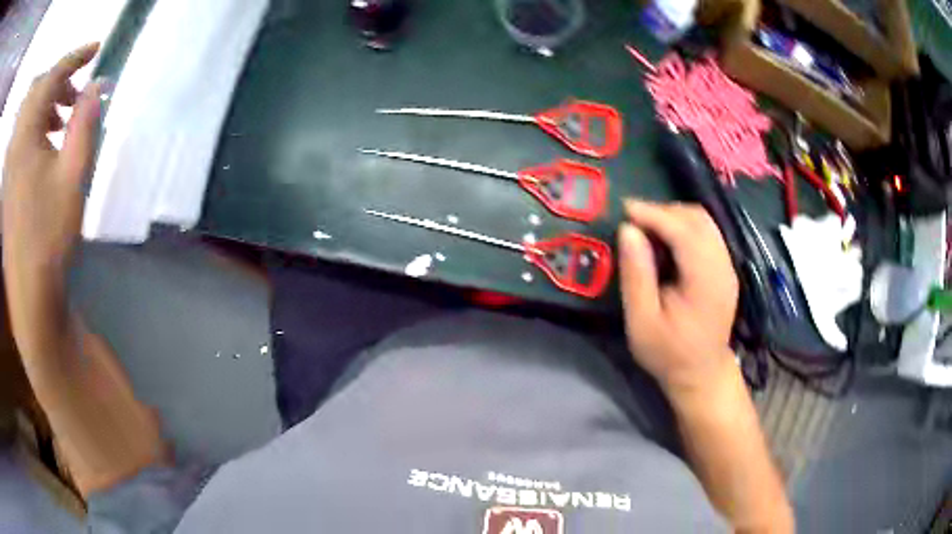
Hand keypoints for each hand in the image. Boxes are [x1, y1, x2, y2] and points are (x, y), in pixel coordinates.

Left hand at [3, 43, 101, 276]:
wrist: (29, 294)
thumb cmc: (49, 236)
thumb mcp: (73, 176)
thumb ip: (85, 123)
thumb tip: (98, 84)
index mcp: (27, 134)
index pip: (53, 75)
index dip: (76, 56)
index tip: (96, 48)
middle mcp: (16, 142)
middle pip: (37, 90)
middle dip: (58, 81)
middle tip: (75, 94)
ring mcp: (11, 164)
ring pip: (28, 113)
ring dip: (46, 105)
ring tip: (63, 119)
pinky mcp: (8, 183)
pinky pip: (21, 137)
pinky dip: (35, 128)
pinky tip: (46, 144)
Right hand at [618, 199, 738, 394]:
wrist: (701, 373)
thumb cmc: (668, 353)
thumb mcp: (642, 321)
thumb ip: (636, 275)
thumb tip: (628, 231)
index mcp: (705, 281)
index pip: (684, 231)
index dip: (655, 214)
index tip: (625, 208)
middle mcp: (722, 267)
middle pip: (699, 219)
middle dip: (664, 211)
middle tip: (634, 219)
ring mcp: (727, 266)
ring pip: (705, 222)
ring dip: (675, 216)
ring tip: (647, 226)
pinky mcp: (725, 269)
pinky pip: (708, 233)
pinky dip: (685, 226)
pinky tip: (666, 239)